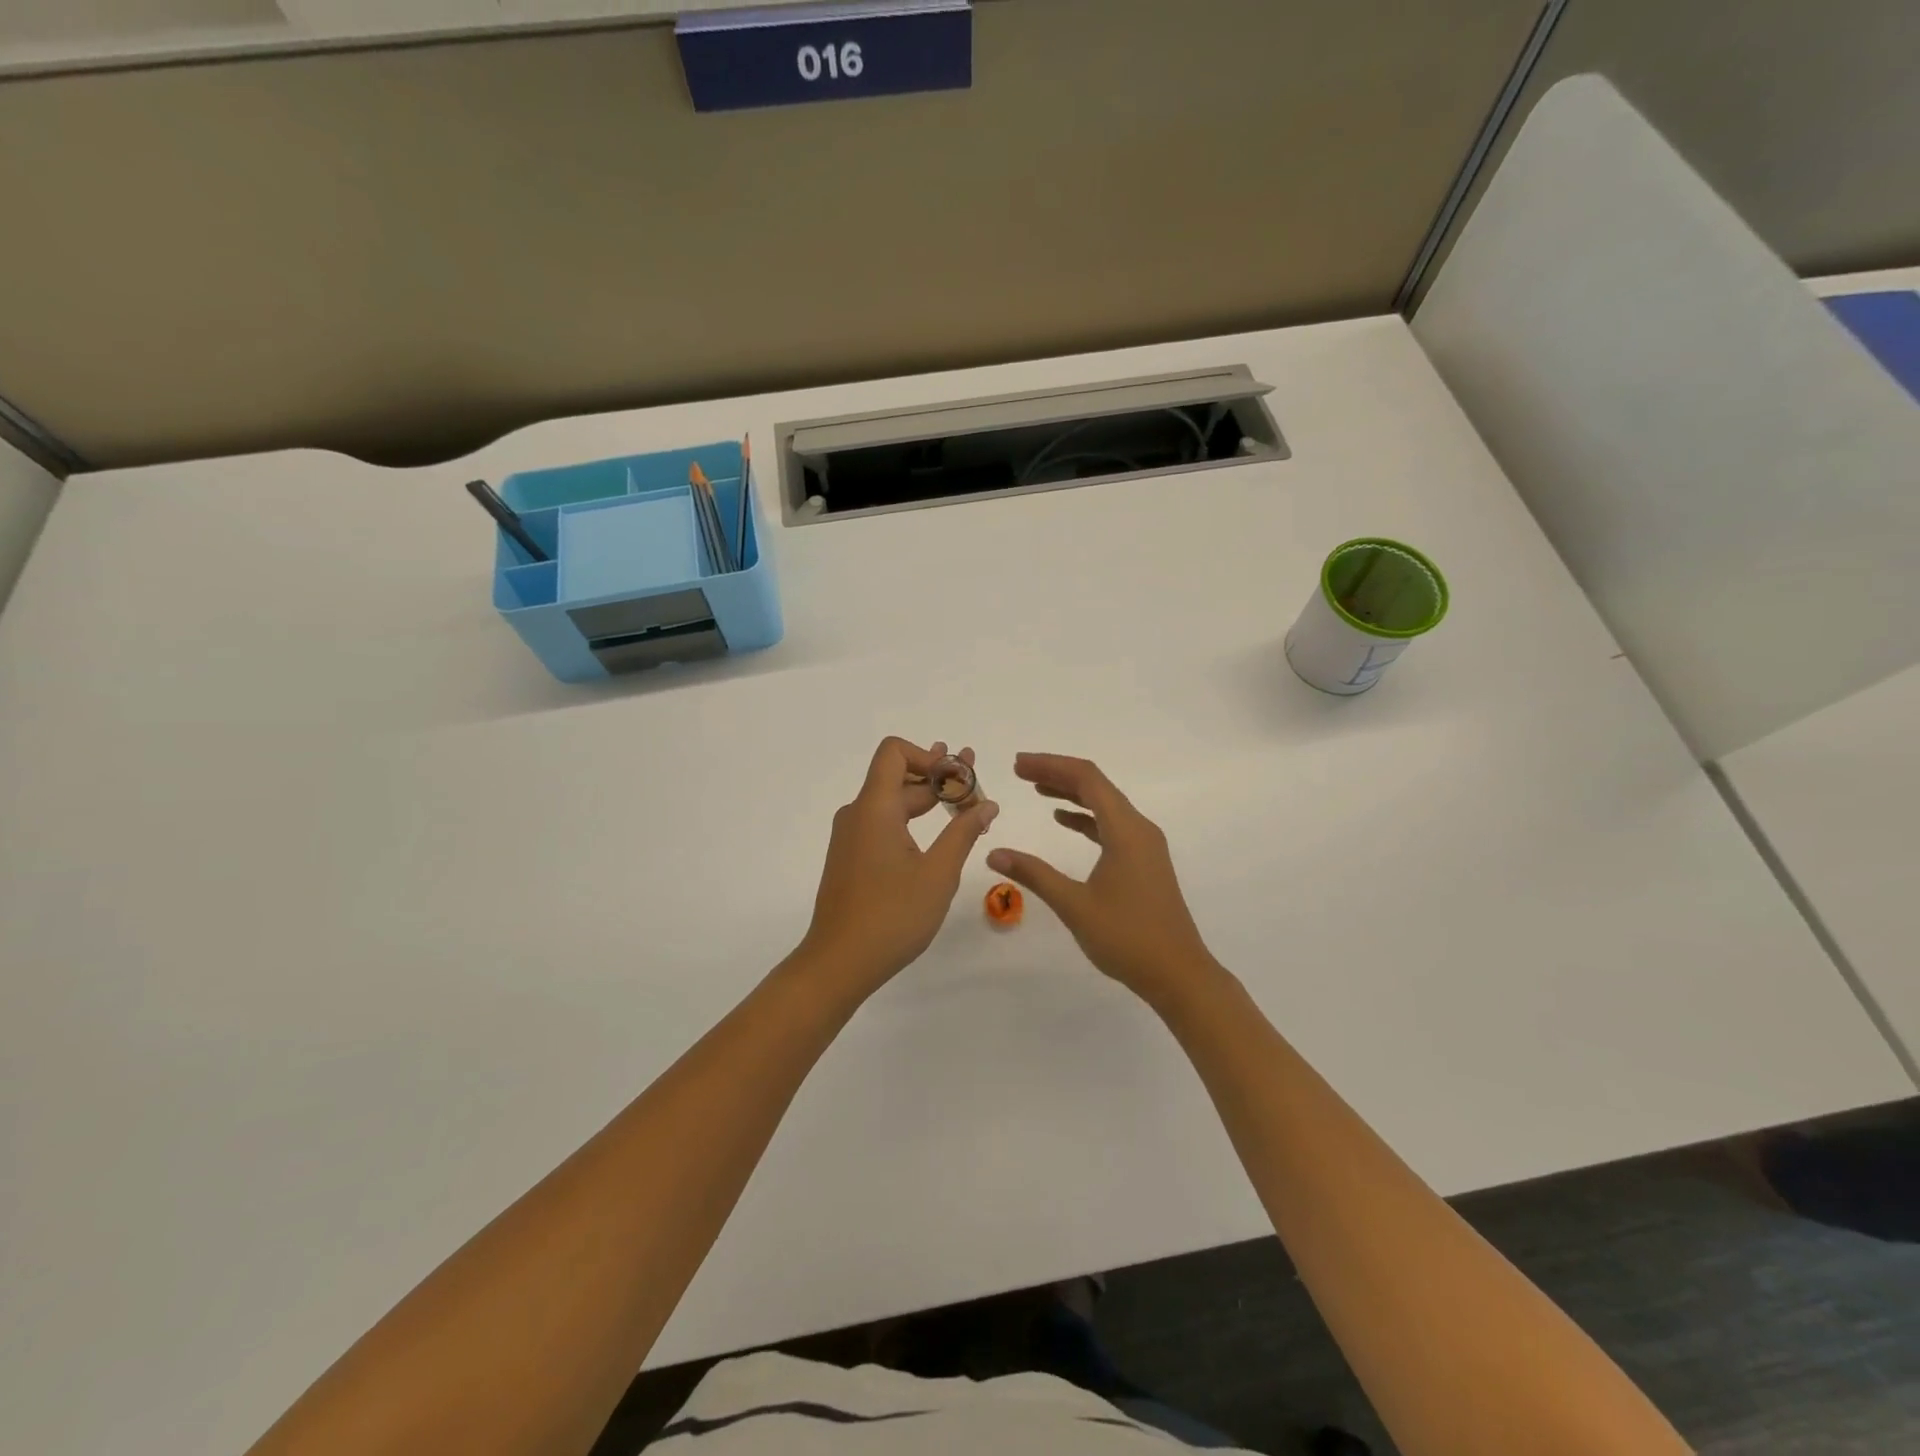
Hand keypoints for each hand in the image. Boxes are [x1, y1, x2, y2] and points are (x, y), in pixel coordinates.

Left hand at [800, 737, 998, 994]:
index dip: (929, 756)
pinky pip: (883, 824)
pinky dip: (911, 821)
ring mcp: (851, 837)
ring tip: (965, 807)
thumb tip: (986, 804)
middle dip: (939, 778)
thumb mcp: (938, 874)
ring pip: (891, 803)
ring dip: (927, 800)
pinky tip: (937, 837)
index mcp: (874, 808)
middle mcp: (857, 814)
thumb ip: (963, 832)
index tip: (959, 780)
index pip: (894, 752)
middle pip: (898, 777)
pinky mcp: (851, 858)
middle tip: (977, 788)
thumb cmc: (892, 916)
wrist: (838, 963)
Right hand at [987, 753, 1219, 1010]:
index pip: (1086, 779)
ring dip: (1071, 793)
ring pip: (1104, 804)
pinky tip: (1063, 820)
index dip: (1051, 765)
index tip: (1018, 765)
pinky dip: (1085, 816)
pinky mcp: (1144, 861)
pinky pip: (1111, 825)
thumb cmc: (1127, 938)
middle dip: (1057, 773)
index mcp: (1126, 830)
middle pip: (1096, 785)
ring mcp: (1144, 845)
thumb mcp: (1074, 905)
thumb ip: (1034, 874)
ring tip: (1036, 788)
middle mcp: (1139, 828)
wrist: (1179, 974)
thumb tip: (994, 853)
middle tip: (1020, 771)